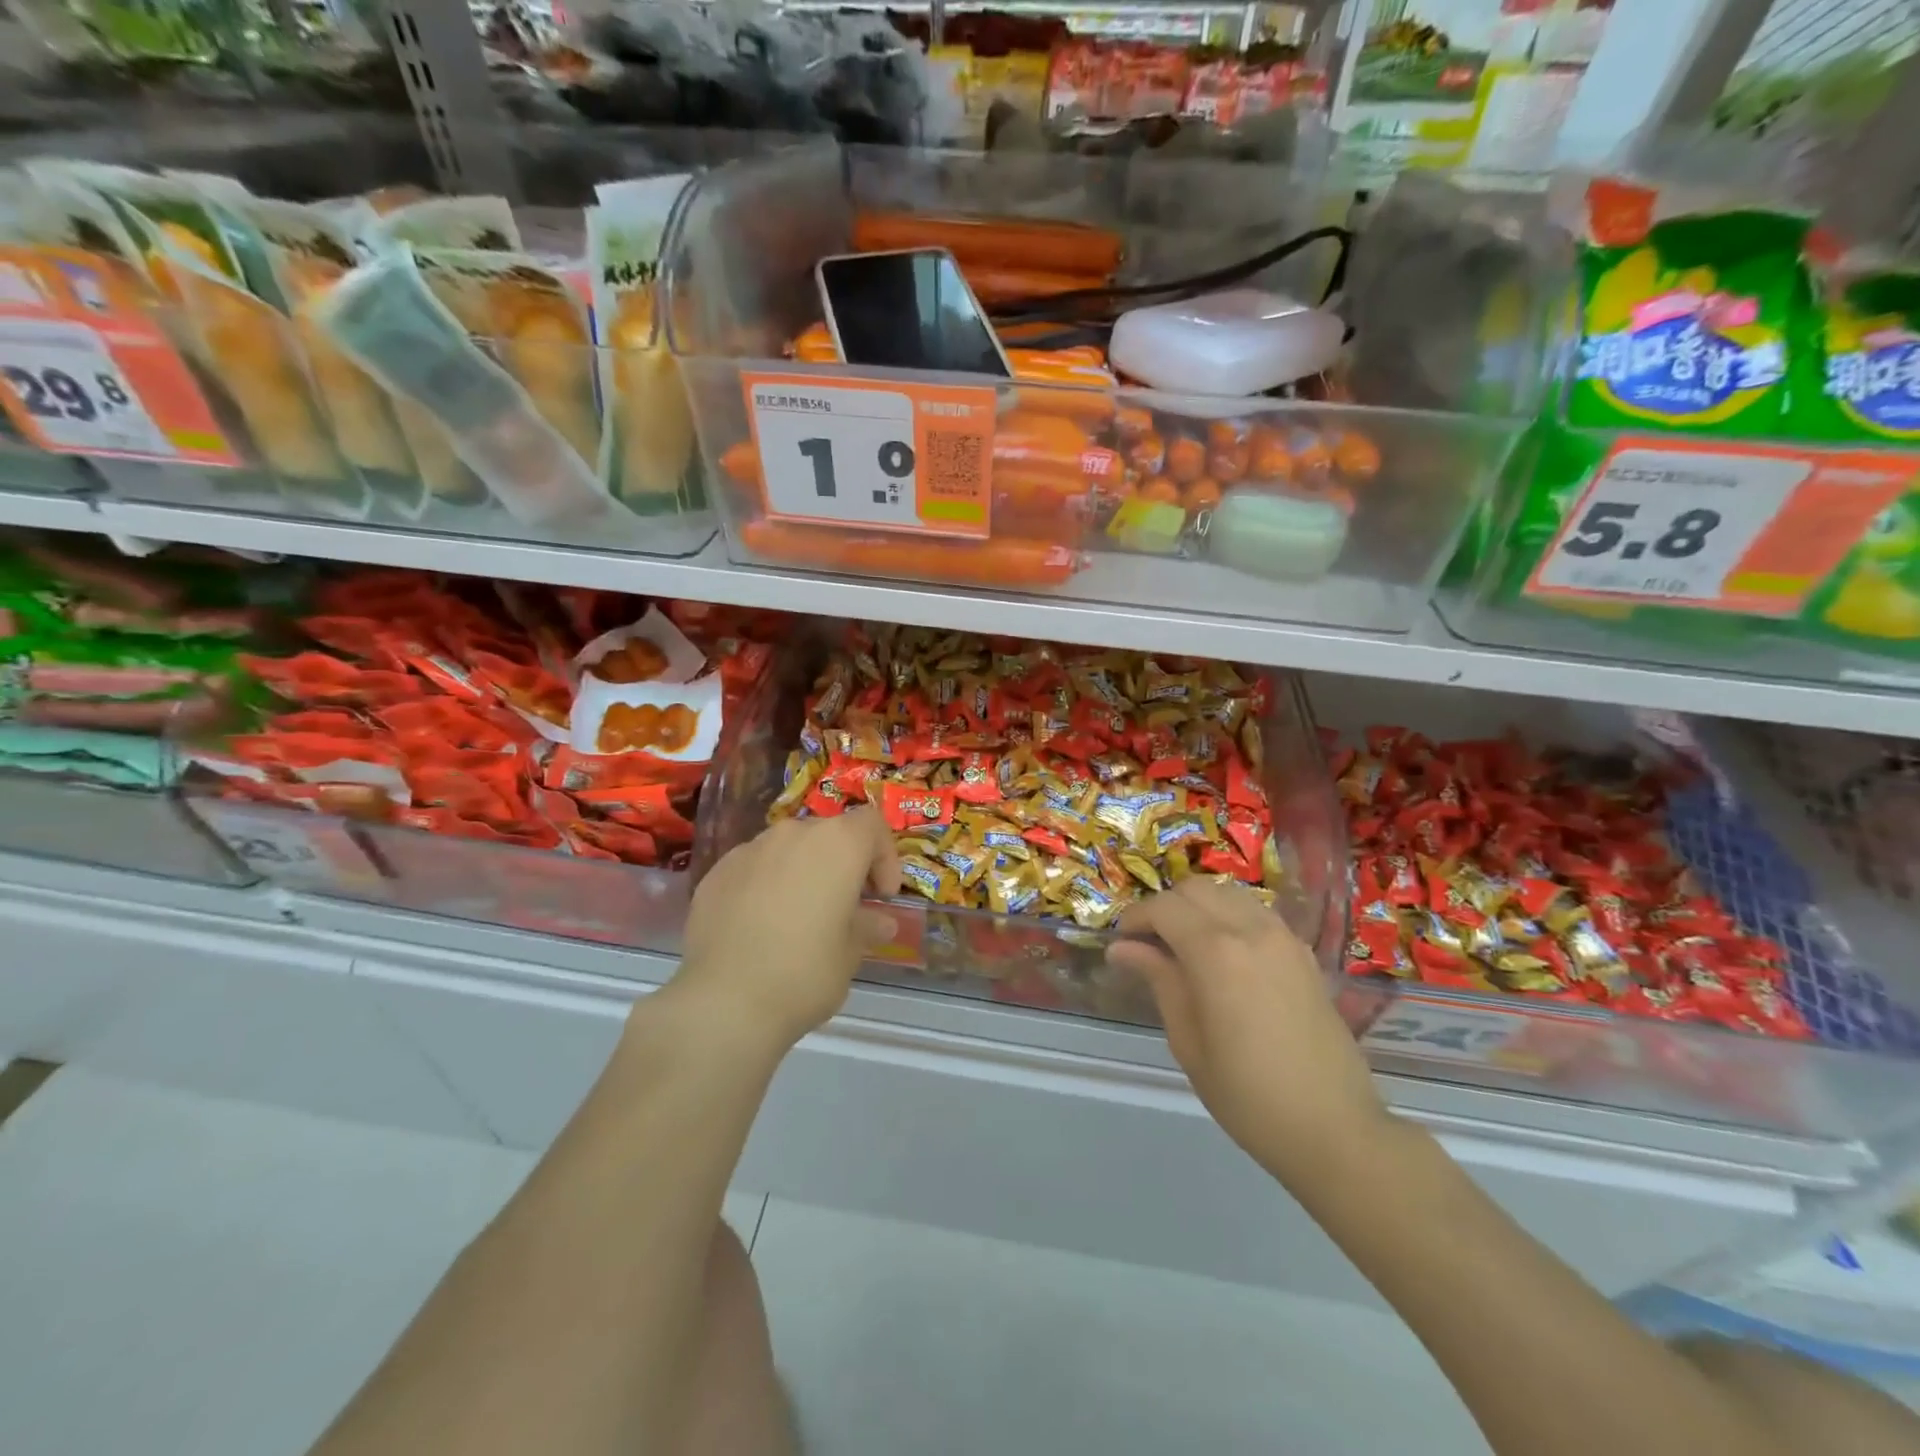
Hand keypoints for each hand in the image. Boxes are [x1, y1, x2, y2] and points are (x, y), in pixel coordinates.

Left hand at [665, 808, 900, 1054]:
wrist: (724, 1001)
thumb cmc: (805, 972)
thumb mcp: (850, 954)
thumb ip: (867, 927)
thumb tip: (880, 922)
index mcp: (838, 844)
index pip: (872, 825)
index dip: (884, 856)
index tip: (881, 895)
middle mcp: (794, 833)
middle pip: (829, 833)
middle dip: (842, 863)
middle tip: (845, 905)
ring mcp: (750, 849)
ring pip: (788, 848)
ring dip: (802, 871)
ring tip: (800, 916)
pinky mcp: (717, 872)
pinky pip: (754, 867)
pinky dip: (766, 884)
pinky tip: (760, 926)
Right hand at [1108, 879, 1388, 1182]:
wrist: (1335, 1129)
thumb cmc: (1248, 1095)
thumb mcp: (1188, 1041)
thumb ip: (1159, 980)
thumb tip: (1122, 948)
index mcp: (1216, 951)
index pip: (1163, 908)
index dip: (1135, 918)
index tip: (1120, 942)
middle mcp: (1251, 930)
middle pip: (1195, 889)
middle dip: (1165, 907)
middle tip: (1150, 943)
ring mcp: (1283, 937)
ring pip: (1228, 894)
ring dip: (1199, 907)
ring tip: (1185, 945)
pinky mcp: (1304, 952)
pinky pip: (1256, 913)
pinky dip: (1230, 917)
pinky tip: (1224, 956)